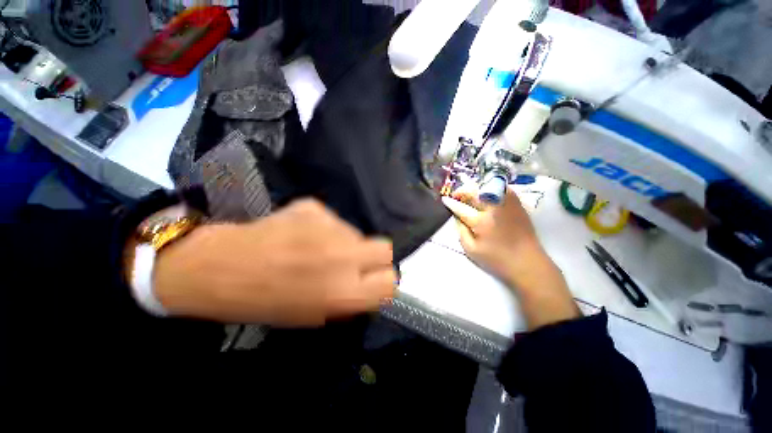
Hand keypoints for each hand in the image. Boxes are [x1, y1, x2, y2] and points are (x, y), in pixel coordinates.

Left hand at [152, 199, 395, 325]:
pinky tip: (300, 233)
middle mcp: (344, 258)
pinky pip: (333, 220)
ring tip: (315, 247)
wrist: (222, 268)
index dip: (384, 280)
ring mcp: (330, 228)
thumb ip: (349, 298)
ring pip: (356, 232)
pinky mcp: (314, 207)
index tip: (373, 279)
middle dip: (375, 256)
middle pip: (385, 248)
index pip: (390, 282)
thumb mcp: (314, 315)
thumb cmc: (266, 302)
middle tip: (354, 260)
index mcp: (344, 293)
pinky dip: (323, 227)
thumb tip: (368, 282)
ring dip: (343, 241)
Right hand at [442, 185, 579, 329]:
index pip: (462, 208)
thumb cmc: (497, 260)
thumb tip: (457, 217)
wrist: (528, 263)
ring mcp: (508, 203)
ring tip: (470, 194)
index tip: (444, 199)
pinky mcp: (518, 204)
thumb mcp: (471, 250)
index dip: (451, 203)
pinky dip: (491, 188)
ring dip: (476, 188)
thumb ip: (461, 232)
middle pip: (474, 192)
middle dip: (462, 191)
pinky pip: (502, 188)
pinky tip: (487, 194)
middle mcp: (494, 208)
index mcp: (481, 221)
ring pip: (488, 186)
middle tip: (456, 195)